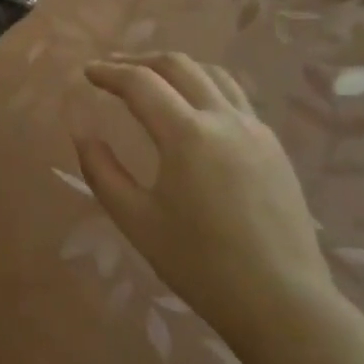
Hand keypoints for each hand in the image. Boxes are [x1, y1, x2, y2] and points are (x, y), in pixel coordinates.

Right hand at [77, 53, 336, 350]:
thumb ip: (101, 171)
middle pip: (178, 65)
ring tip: (152, 80)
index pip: (140, 83)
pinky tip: (193, 111)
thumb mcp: (136, 220)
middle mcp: (224, 118)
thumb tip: (82, 132)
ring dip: (175, 68)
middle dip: (139, 60)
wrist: (282, 303)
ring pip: (213, 74)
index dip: (109, 72)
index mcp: (187, 134)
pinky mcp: (274, 147)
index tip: (87, 72)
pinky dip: (204, 88)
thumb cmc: (200, 264)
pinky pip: (235, 98)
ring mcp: (256, 129)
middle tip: (112, 71)